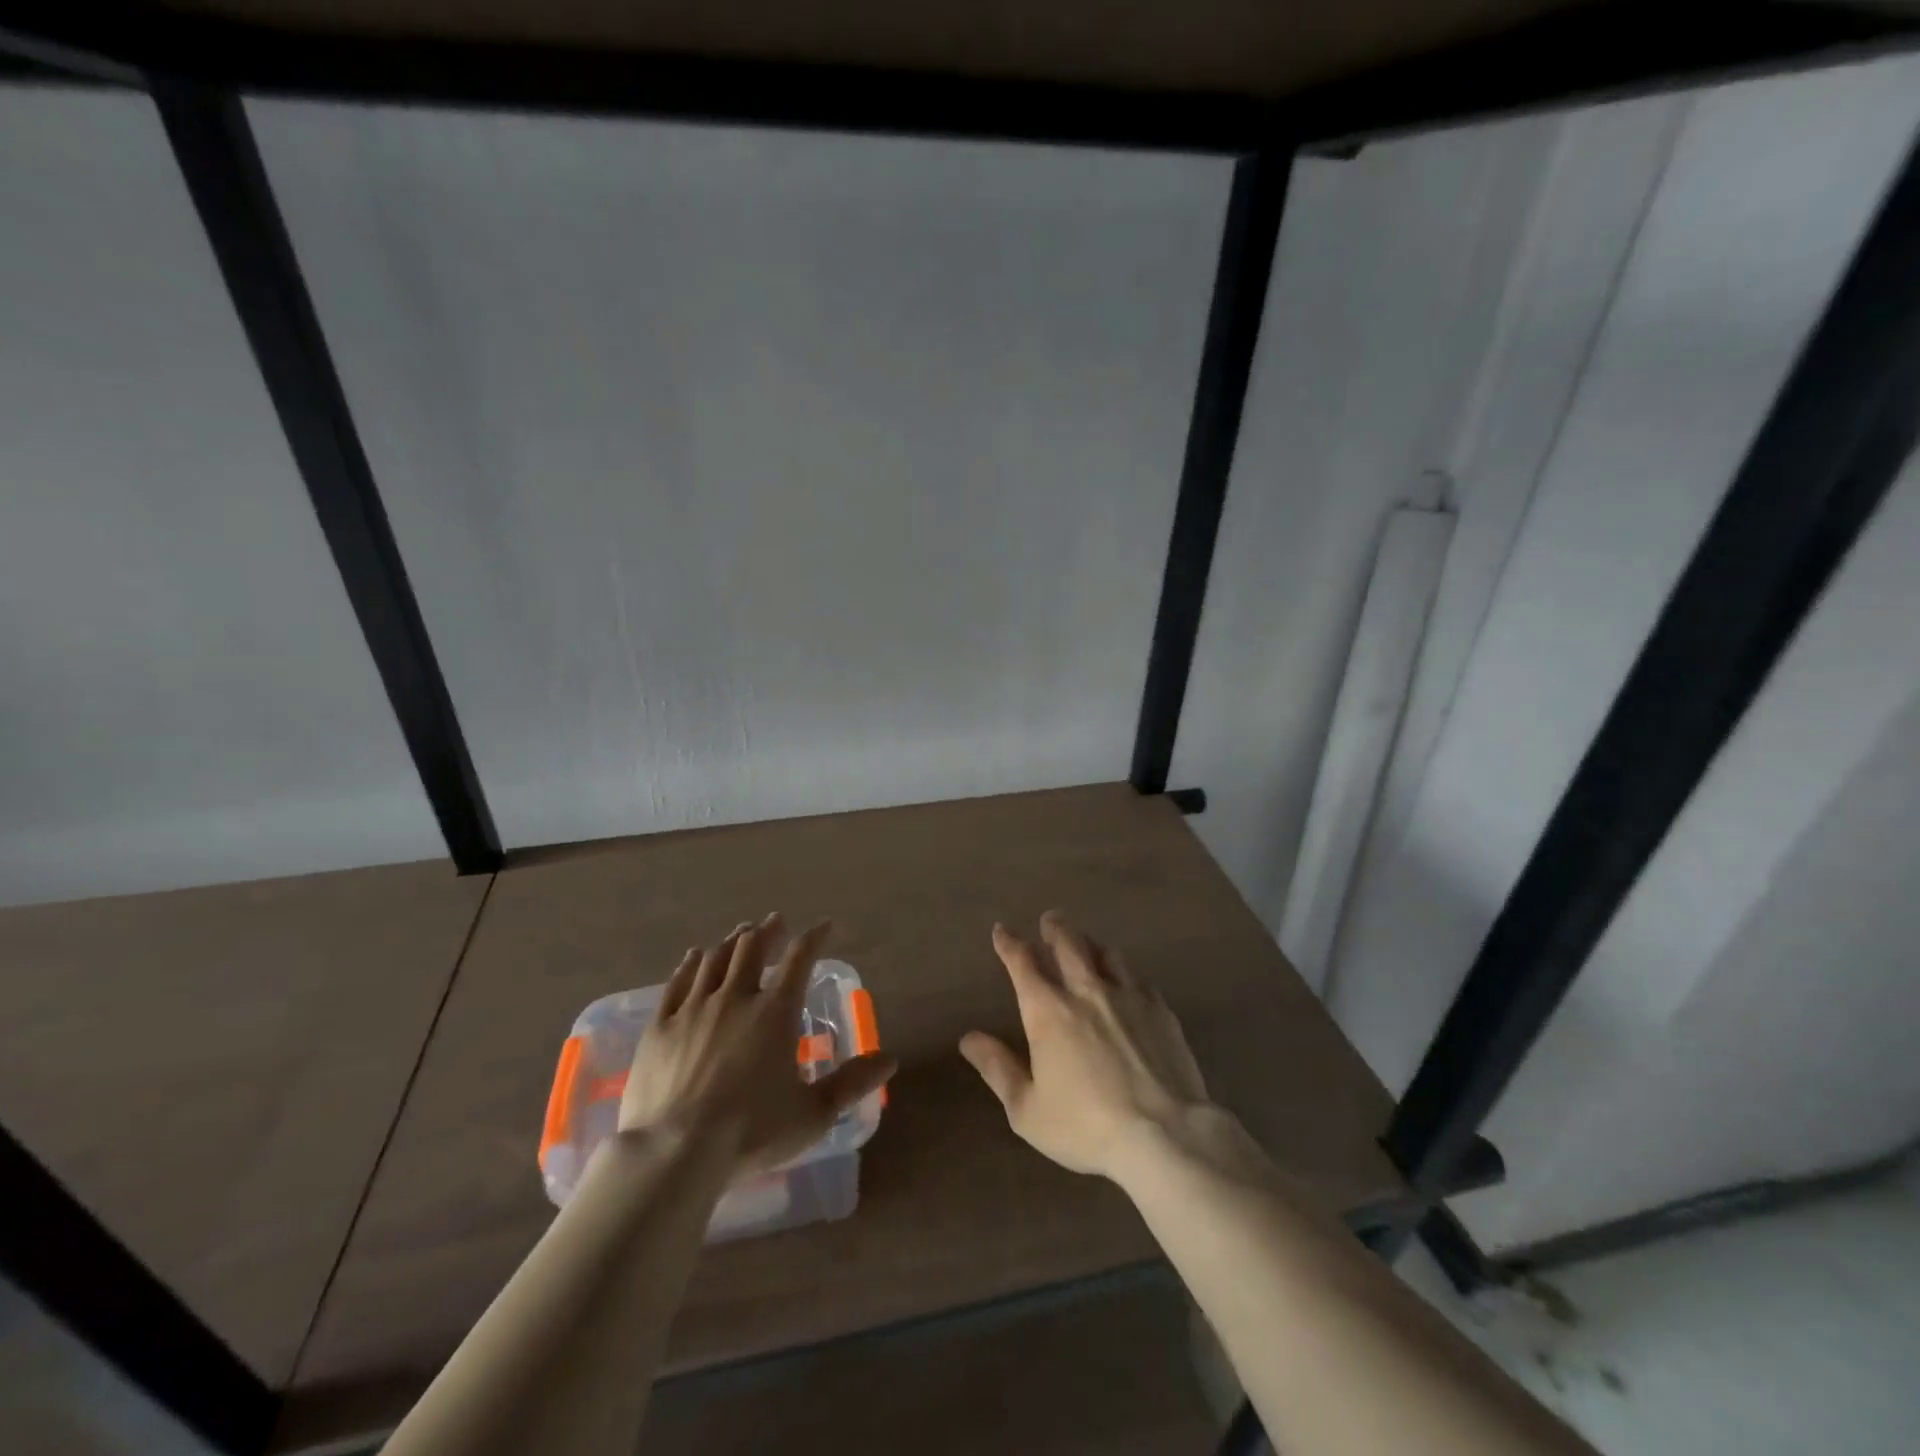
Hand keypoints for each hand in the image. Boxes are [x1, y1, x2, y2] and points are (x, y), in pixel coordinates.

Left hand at [619, 915, 895, 1177]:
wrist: (675, 1152)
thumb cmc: (752, 1132)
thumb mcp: (814, 1113)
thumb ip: (853, 1082)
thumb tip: (890, 1059)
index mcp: (775, 1012)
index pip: (800, 959)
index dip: (814, 937)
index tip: (824, 925)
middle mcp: (735, 998)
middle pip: (752, 949)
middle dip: (768, 931)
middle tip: (775, 923)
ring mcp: (693, 1009)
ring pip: (715, 960)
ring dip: (732, 942)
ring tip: (741, 933)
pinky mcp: (659, 1027)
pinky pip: (676, 983)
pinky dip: (689, 965)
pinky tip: (693, 957)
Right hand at [959, 911, 1211, 1180]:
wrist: (1165, 1134)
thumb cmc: (1086, 1126)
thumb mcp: (1027, 1110)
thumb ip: (998, 1069)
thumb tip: (969, 1038)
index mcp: (1048, 1011)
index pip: (1022, 963)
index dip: (1009, 943)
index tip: (1002, 930)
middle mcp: (1086, 991)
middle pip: (1068, 944)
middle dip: (1055, 928)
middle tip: (1050, 918)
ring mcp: (1128, 996)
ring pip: (1106, 954)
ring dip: (1091, 944)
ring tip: (1087, 943)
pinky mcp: (1161, 1010)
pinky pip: (1138, 979)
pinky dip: (1125, 974)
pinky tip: (1128, 983)